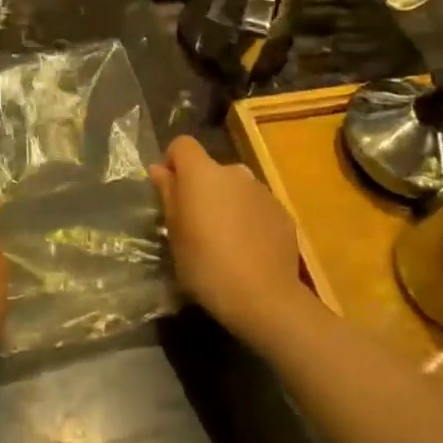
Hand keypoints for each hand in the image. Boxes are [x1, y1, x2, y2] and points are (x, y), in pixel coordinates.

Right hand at [150, 136, 309, 345]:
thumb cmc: (206, 264)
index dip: (172, 162)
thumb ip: (168, 194)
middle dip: (201, 189)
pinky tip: (247, 250)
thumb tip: (159, 169)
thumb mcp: (175, 233)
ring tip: (224, 241)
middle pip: (210, 169)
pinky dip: (248, 219)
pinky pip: (257, 207)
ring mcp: (262, 191)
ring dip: (226, 204)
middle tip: (195, 224)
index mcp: (202, 173)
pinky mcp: (282, 212)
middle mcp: (235, 172)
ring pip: (235, 189)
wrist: (264, 297)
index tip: (168, 189)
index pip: (182, 145)